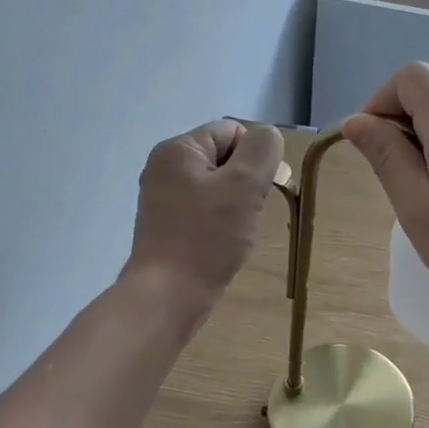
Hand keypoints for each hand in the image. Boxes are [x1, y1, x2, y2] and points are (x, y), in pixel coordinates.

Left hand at [124, 118, 284, 321]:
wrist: (167, 295)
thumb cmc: (207, 237)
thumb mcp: (244, 185)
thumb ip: (262, 150)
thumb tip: (266, 137)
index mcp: (178, 149)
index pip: (233, 132)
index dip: (255, 158)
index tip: (259, 191)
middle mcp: (164, 167)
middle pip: (224, 158)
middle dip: (245, 183)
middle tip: (246, 214)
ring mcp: (162, 198)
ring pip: (217, 187)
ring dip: (235, 205)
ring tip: (234, 232)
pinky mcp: (165, 225)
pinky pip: (204, 210)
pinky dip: (219, 223)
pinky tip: (222, 244)